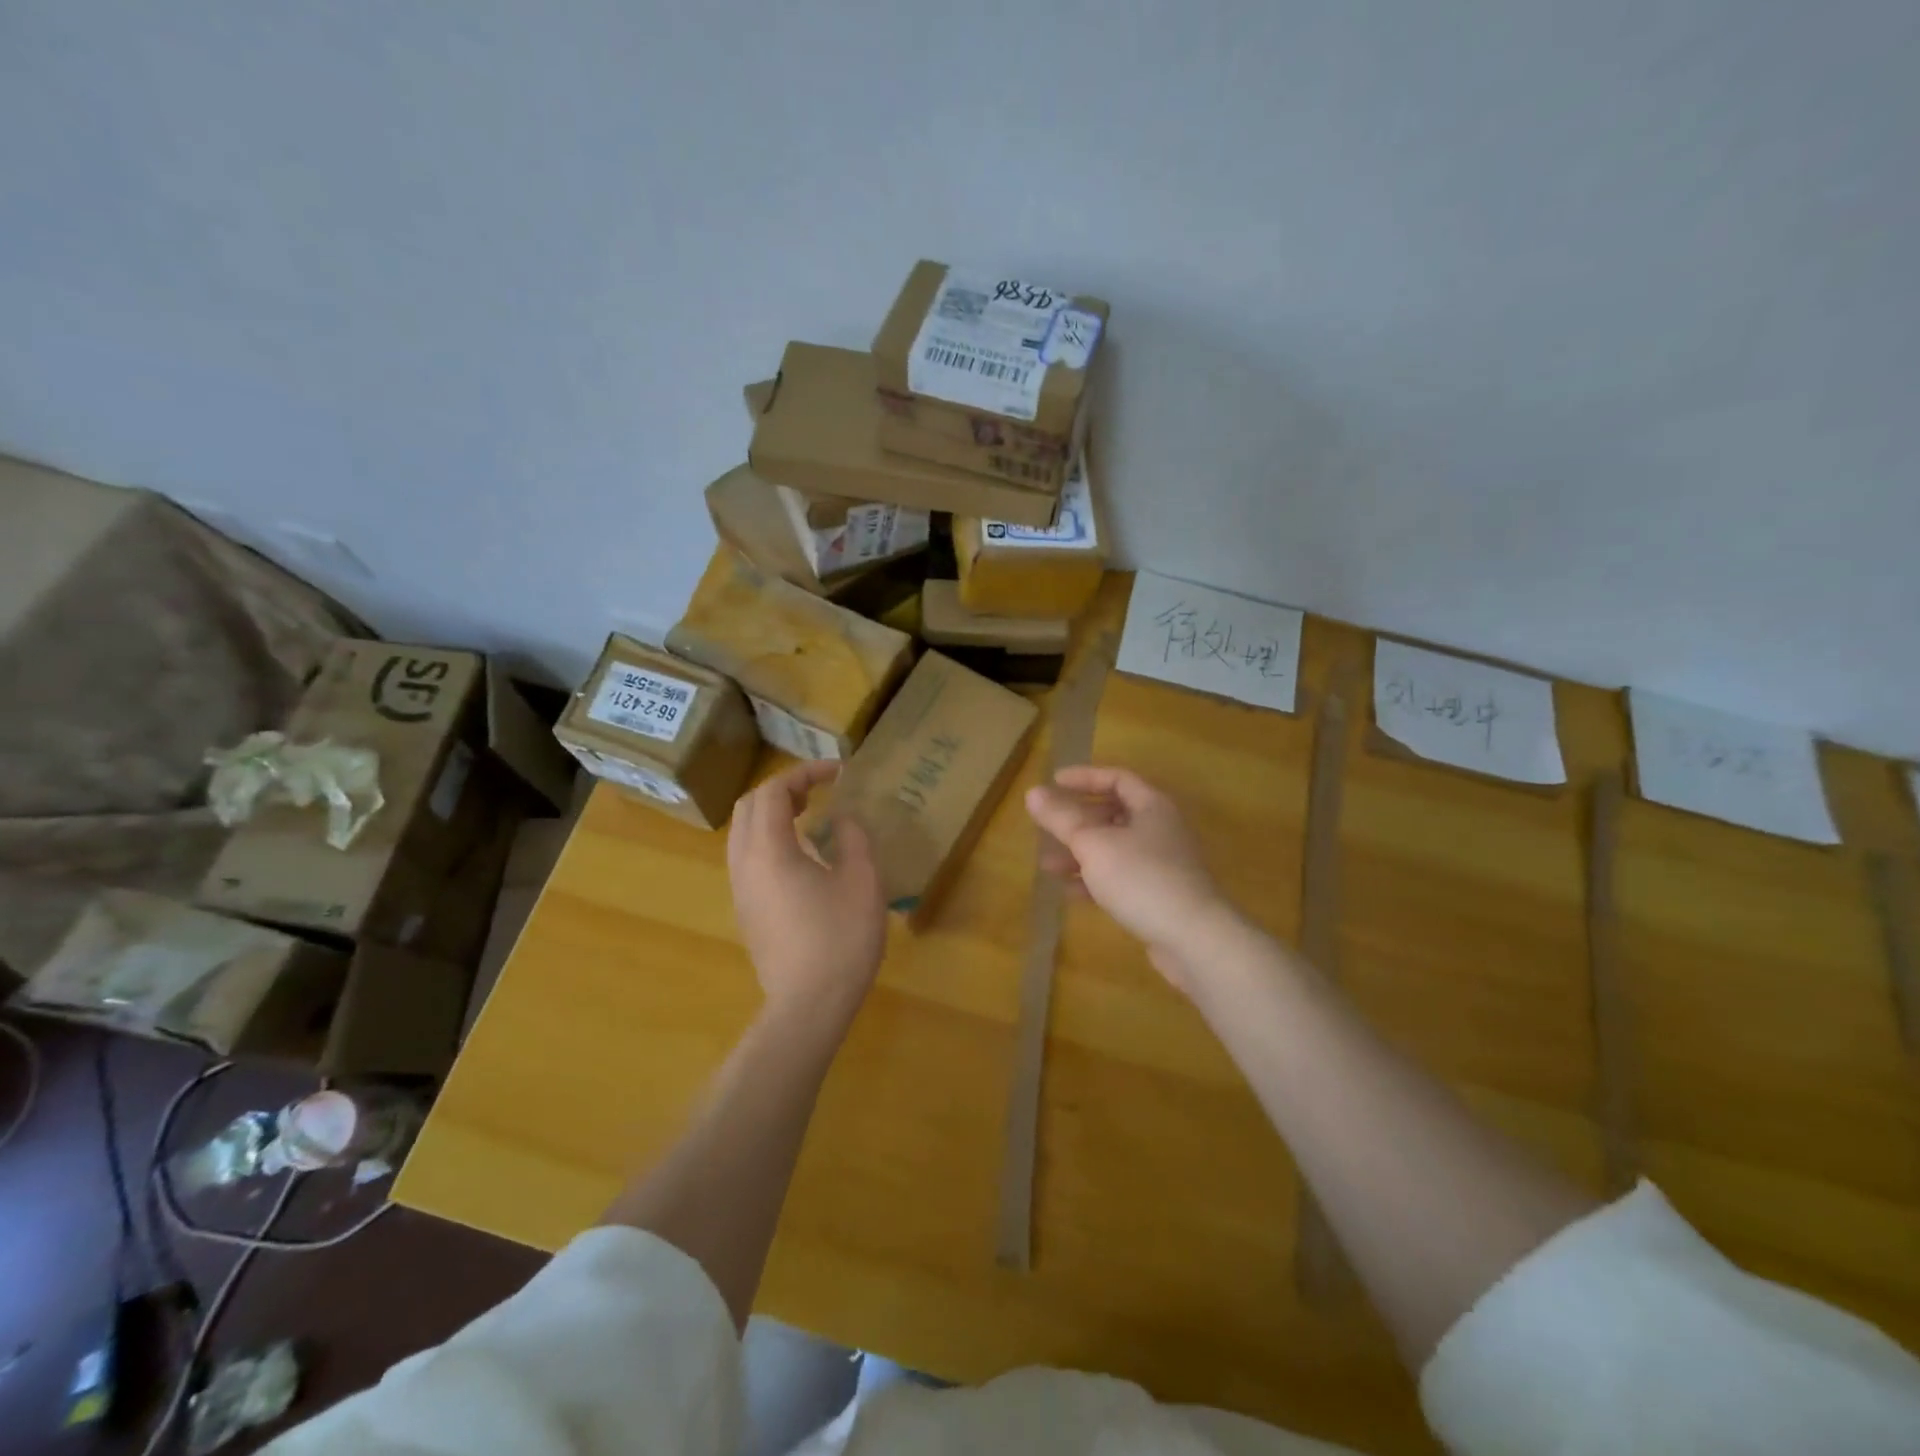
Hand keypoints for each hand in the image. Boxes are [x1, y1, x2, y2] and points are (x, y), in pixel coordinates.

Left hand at [727, 762, 886, 1028]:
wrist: (808, 1006)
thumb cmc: (841, 939)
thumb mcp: (862, 881)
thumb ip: (853, 838)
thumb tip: (842, 818)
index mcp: (769, 850)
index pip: (773, 791)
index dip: (805, 772)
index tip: (839, 772)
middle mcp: (744, 864)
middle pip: (749, 806)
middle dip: (782, 789)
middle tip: (819, 790)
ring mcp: (740, 889)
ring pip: (742, 833)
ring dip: (772, 814)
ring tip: (809, 816)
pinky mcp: (745, 911)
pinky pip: (747, 857)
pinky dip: (768, 839)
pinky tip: (802, 856)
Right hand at [1025, 765, 1239, 991]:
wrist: (1193, 939)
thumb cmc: (1141, 878)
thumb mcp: (1093, 844)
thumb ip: (1061, 818)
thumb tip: (1033, 793)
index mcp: (1152, 806)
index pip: (1117, 778)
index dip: (1084, 778)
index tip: (1053, 782)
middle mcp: (1160, 829)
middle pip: (1114, 813)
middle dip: (1077, 820)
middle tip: (1048, 825)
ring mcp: (1162, 864)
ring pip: (1115, 848)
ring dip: (1081, 853)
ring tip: (1047, 865)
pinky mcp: (1160, 895)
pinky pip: (1121, 877)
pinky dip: (1095, 880)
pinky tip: (1069, 892)